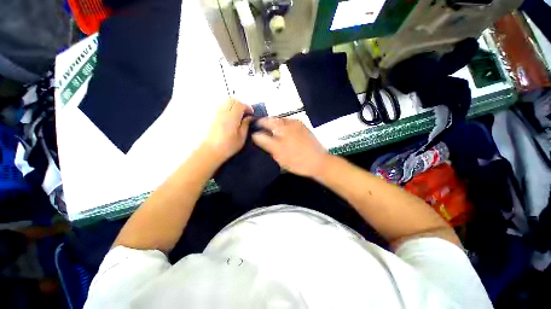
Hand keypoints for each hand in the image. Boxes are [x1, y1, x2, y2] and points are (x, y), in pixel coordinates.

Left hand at [202, 99, 252, 163]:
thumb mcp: (241, 138)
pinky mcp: (211, 116)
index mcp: (231, 118)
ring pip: (225, 102)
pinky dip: (227, 108)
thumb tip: (249, 118)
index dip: (248, 107)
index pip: (240, 105)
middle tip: (245, 113)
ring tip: (238, 115)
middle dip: (240, 104)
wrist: (210, 151)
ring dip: (233, 105)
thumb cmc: (227, 147)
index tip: (251, 113)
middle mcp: (222, 112)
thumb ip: (245, 125)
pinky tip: (230, 117)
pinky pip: (220, 107)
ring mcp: (215, 113)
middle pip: (232, 100)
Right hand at [252, 117, 328, 177]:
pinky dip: (282, 125)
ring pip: (280, 120)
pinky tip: (282, 132)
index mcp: (281, 129)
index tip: (253, 130)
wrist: (318, 161)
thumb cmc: (297, 160)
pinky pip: (288, 123)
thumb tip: (255, 135)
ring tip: (270, 131)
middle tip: (261, 130)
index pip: (264, 123)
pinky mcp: (303, 126)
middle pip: (272, 119)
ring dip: (274, 123)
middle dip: (264, 123)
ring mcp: (297, 124)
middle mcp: (288, 123)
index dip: (257, 126)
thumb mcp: (278, 154)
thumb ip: (265, 143)